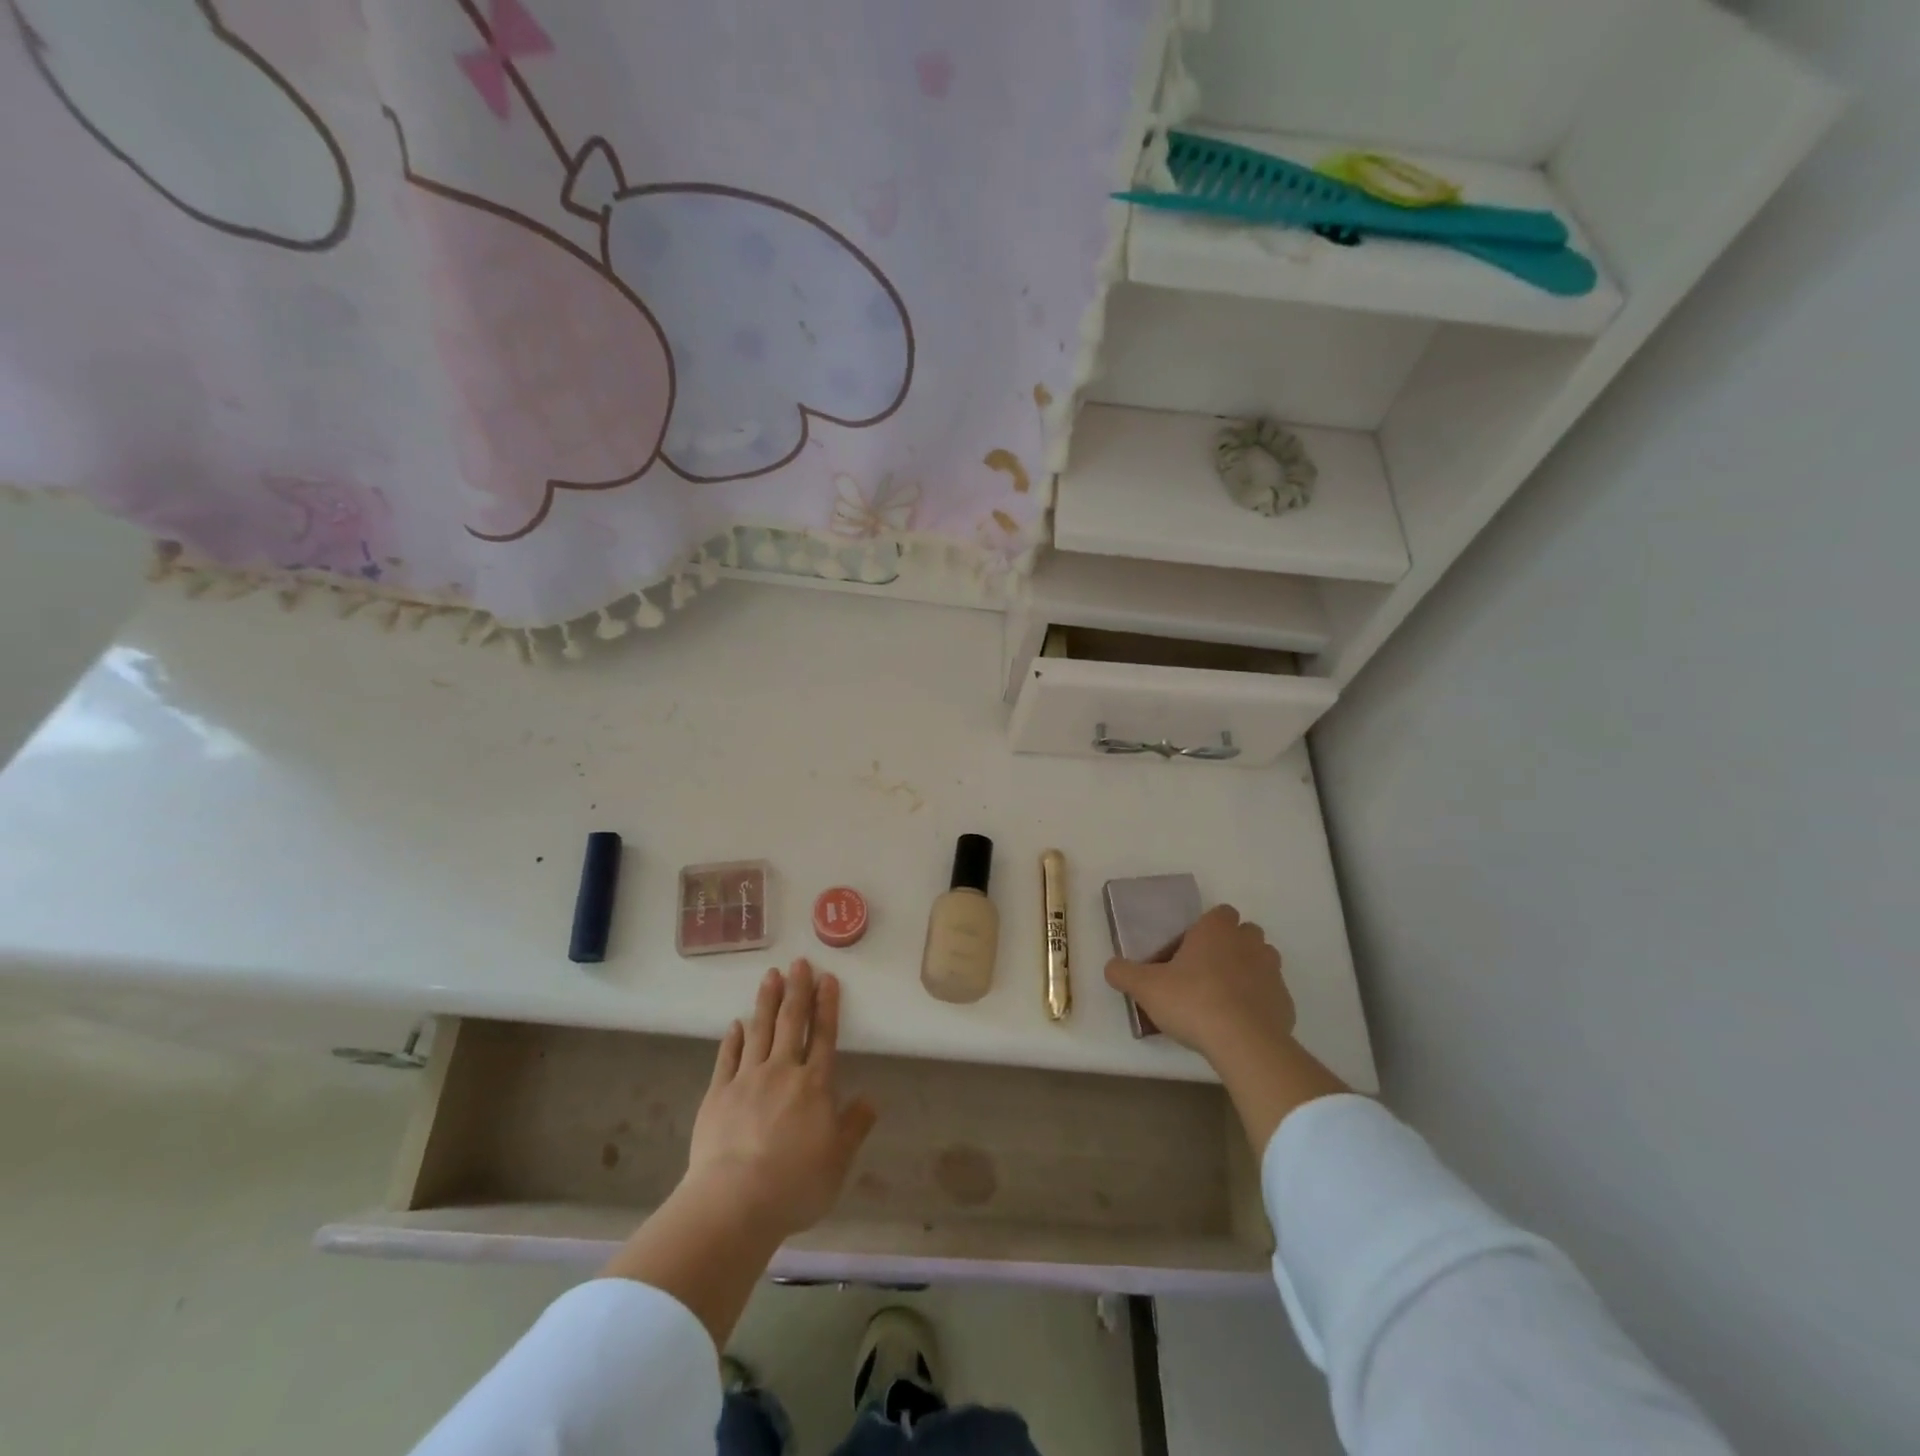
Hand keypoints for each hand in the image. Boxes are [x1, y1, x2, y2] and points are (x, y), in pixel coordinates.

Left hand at [683, 959, 877, 1241]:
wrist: (734, 1202)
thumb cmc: (795, 1184)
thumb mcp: (838, 1161)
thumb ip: (854, 1127)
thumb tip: (870, 1099)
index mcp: (815, 1085)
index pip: (824, 1035)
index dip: (827, 1005)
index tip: (827, 978)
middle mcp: (782, 1072)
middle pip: (791, 1023)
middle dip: (797, 991)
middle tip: (798, 963)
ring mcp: (746, 1080)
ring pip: (759, 1031)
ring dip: (766, 1002)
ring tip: (770, 976)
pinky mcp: (717, 1094)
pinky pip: (727, 1058)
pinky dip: (733, 1039)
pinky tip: (736, 1024)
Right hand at [1105, 904, 1295, 1067]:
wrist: (1243, 1042)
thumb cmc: (1192, 1001)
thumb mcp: (1146, 987)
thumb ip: (1124, 973)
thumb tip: (1110, 967)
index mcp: (1216, 930)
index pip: (1220, 913)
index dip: (1207, 928)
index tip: (1189, 950)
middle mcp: (1249, 943)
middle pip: (1245, 934)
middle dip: (1230, 946)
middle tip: (1205, 972)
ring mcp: (1272, 972)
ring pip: (1262, 961)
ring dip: (1248, 972)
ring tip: (1224, 997)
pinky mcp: (1286, 1003)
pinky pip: (1271, 995)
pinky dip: (1259, 1003)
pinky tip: (1241, 1023)